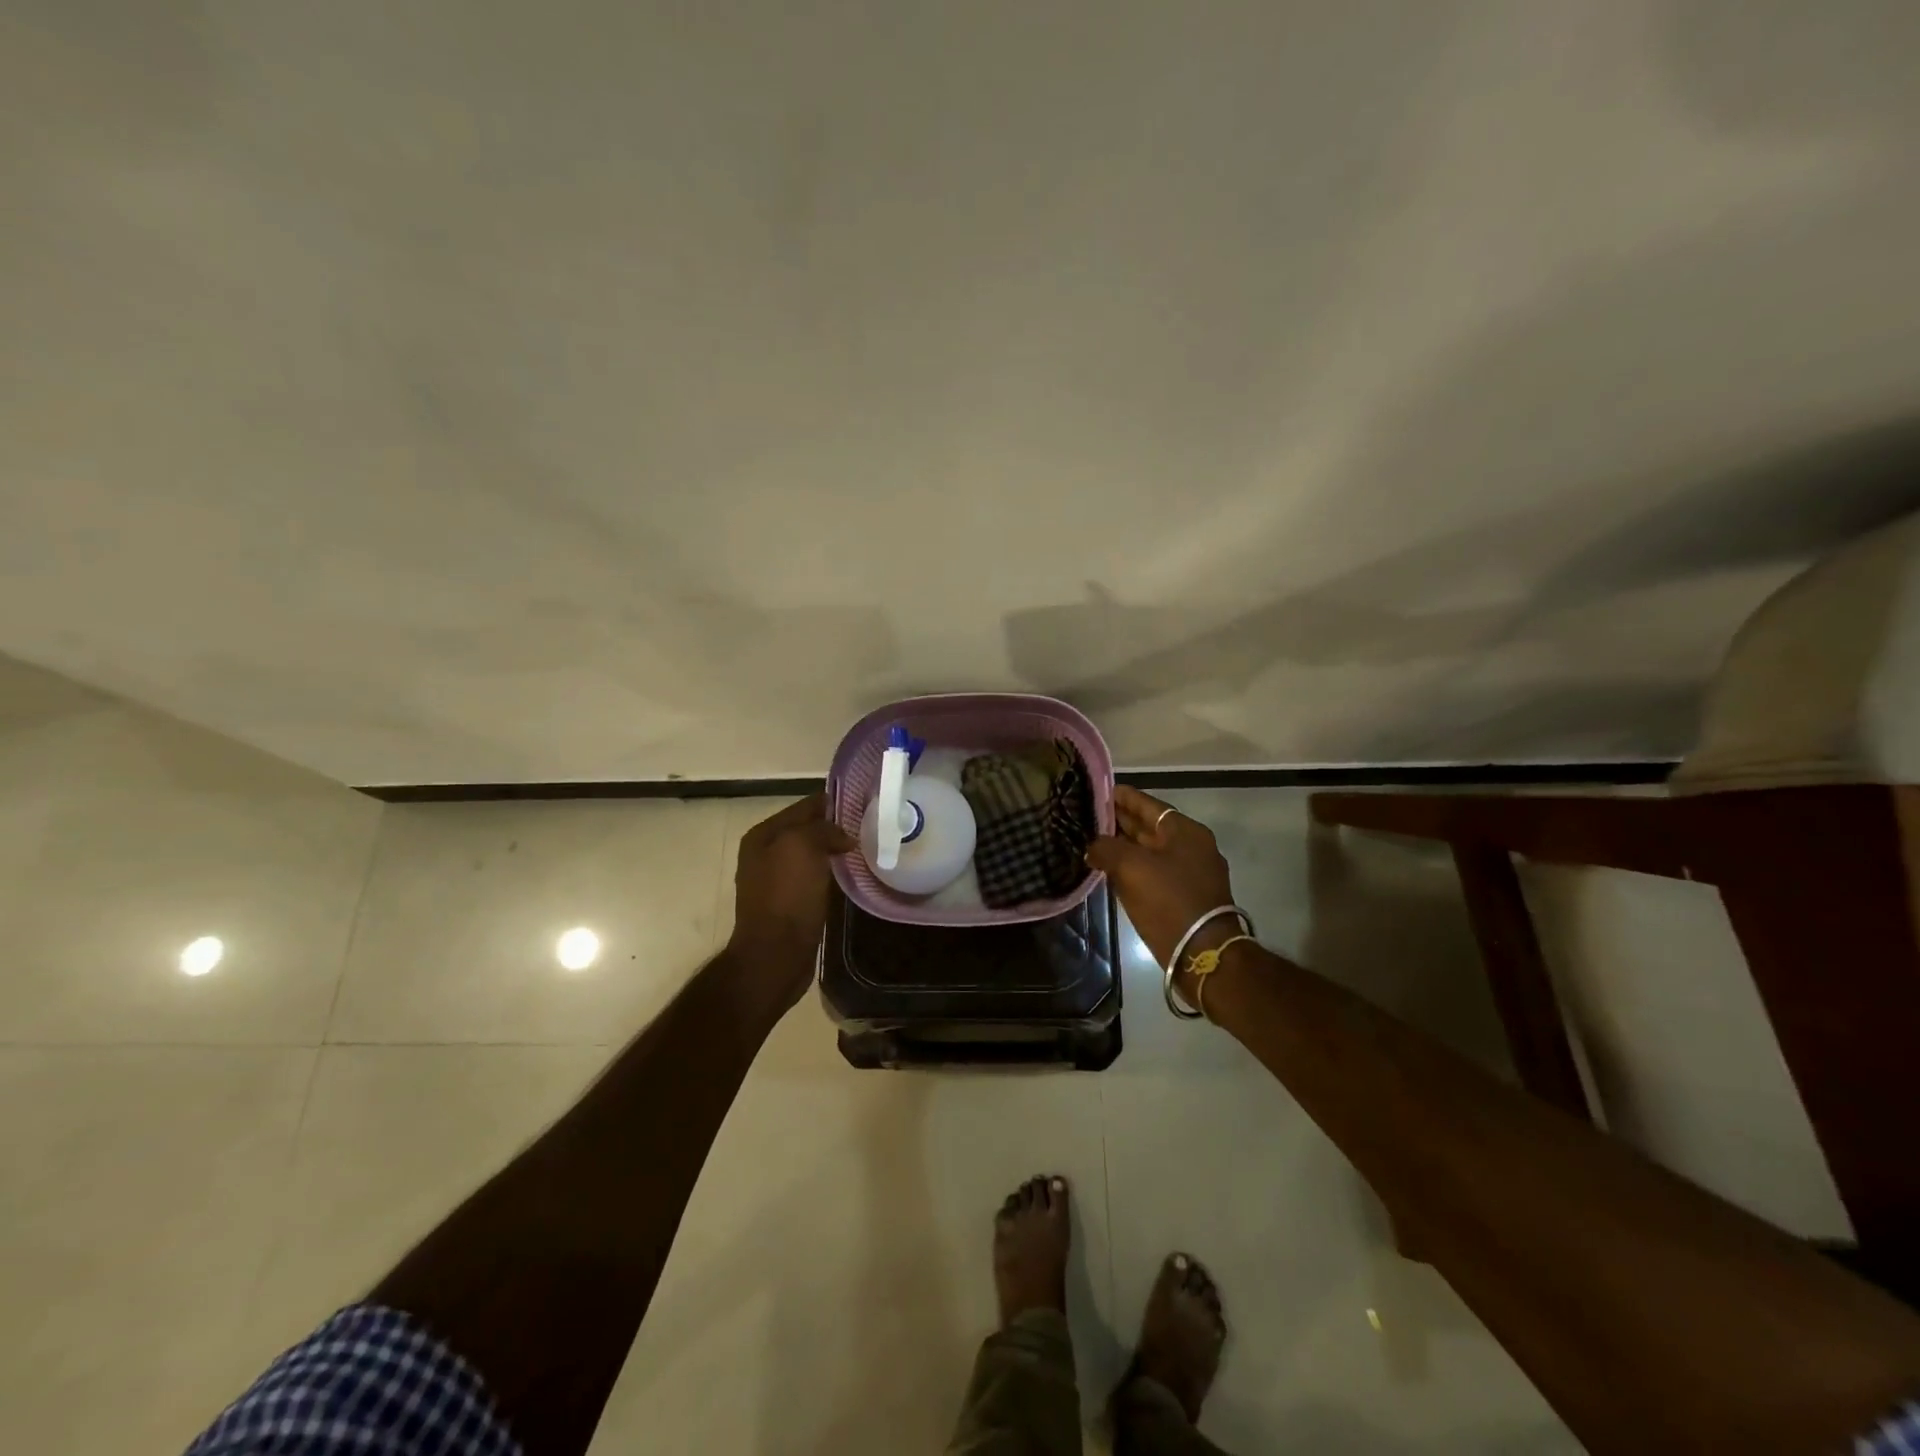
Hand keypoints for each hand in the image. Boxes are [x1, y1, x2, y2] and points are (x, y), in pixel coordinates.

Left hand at [726, 794, 856, 1013]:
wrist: (775, 955)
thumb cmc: (786, 896)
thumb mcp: (802, 846)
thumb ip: (823, 829)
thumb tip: (843, 836)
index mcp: (763, 835)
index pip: (805, 806)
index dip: (834, 802)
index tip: (866, 803)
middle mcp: (765, 853)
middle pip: (809, 830)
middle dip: (837, 827)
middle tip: (872, 827)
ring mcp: (776, 880)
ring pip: (814, 854)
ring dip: (836, 851)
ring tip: (867, 848)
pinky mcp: (790, 903)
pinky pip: (816, 877)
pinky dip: (833, 873)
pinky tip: (853, 875)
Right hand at [1086, 786, 1235, 968]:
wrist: (1202, 953)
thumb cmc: (1169, 900)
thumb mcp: (1131, 867)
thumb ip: (1106, 848)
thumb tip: (1092, 847)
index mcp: (1185, 831)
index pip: (1148, 804)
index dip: (1121, 797)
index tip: (1097, 792)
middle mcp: (1191, 847)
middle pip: (1149, 826)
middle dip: (1120, 822)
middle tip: (1087, 816)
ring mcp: (1191, 873)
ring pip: (1150, 851)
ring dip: (1124, 847)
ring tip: (1092, 841)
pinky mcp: (1185, 897)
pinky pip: (1153, 873)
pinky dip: (1132, 868)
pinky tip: (1110, 871)